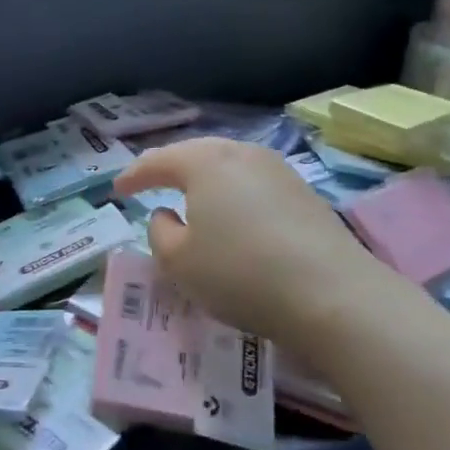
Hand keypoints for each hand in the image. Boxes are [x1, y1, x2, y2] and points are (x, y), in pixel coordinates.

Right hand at [115, 138, 400, 361]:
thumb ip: (159, 232)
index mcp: (205, 162)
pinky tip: (233, 216)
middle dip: (171, 168)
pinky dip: (234, 195)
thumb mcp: (179, 262)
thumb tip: (166, 214)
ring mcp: (279, 171)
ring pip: (229, 167)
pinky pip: (254, 185)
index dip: (134, 175)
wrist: (333, 295)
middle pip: (197, 154)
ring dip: (205, 180)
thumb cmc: (240, 273)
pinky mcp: (305, 194)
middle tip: (151, 183)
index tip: (117, 189)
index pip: (159, 160)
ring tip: (191, 198)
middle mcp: (242, 154)